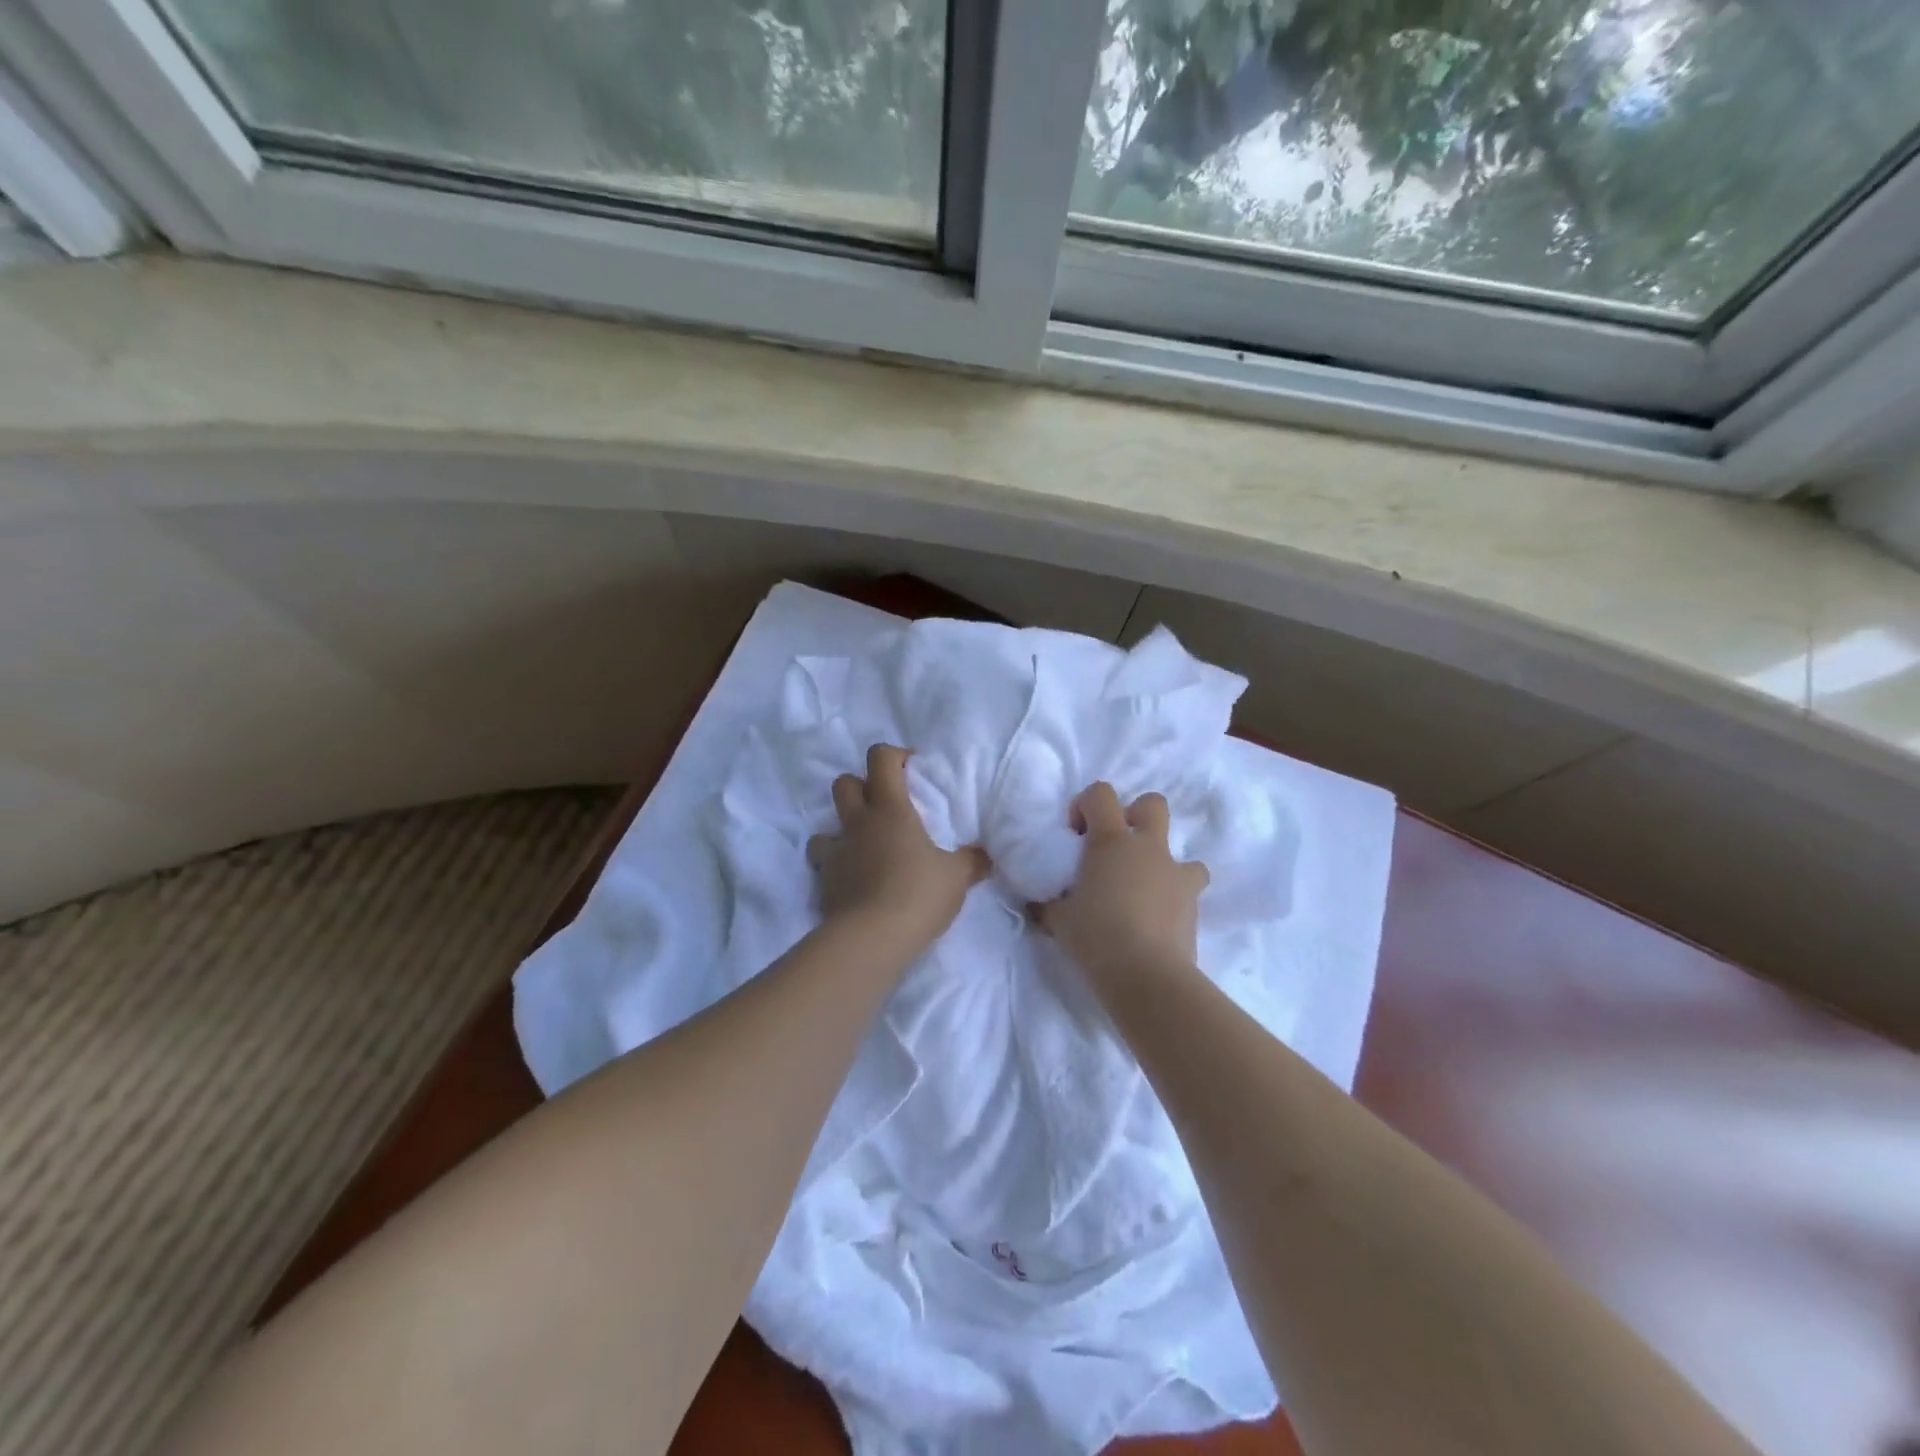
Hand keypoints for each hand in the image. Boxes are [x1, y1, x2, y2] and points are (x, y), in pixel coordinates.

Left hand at [807, 744, 989, 950]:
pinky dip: (837, 868)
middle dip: (860, 786)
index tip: (912, 769)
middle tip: (884, 806)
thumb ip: (971, 862)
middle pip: (843, 783)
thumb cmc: (919, 894)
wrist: (872, 938)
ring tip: (863, 848)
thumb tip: (986, 857)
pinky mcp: (824, 883)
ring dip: (841, 832)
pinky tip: (855, 883)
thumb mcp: (957, 877)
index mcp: (890, 810)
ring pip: (824, 827)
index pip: (880, 759)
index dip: (894, 756)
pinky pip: (824, 865)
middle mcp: (858, 824)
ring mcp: (835, 853)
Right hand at [1035, 782, 1209, 982]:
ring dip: (1163, 864)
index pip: (1100, 794)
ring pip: (1182, 850)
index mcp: (1110, 841)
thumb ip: (1050, 903)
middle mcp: (1147, 848)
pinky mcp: (1194, 905)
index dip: (1086, 804)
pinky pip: (1189, 890)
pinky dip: (1175, 898)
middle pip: (1152, 804)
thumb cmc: (1095, 937)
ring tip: (1144, 890)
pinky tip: (1157, 920)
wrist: (1146, 976)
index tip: (1075, 834)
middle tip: (1116, 848)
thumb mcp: (1058, 919)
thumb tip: (1040, 904)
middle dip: (1136, 817)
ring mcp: (1176, 874)